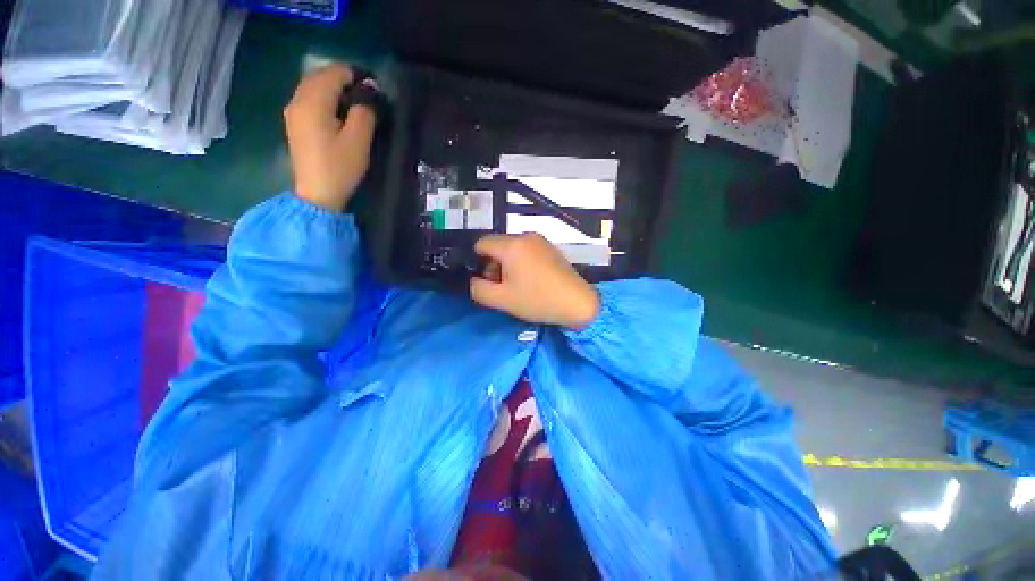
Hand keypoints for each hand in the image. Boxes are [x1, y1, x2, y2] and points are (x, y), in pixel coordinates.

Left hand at [284, 63, 376, 210]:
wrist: (317, 194)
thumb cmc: (340, 168)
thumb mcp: (358, 142)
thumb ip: (363, 114)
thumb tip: (367, 96)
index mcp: (313, 103)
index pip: (333, 74)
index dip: (355, 75)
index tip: (373, 87)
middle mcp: (298, 101)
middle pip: (319, 76)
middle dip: (342, 78)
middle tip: (365, 92)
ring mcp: (293, 112)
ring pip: (312, 86)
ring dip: (332, 87)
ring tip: (353, 99)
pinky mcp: (294, 123)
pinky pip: (308, 98)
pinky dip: (323, 96)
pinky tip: (336, 110)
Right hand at [471, 234, 599, 329]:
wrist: (577, 303)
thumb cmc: (537, 300)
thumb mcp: (502, 300)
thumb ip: (478, 289)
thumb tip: (474, 279)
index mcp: (511, 245)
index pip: (481, 243)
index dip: (477, 261)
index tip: (487, 280)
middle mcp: (525, 236)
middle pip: (497, 246)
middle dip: (494, 265)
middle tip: (503, 287)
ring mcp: (540, 240)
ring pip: (512, 248)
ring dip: (508, 265)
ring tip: (518, 286)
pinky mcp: (550, 248)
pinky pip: (527, 250)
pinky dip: (522, 263)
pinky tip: (532, 280)